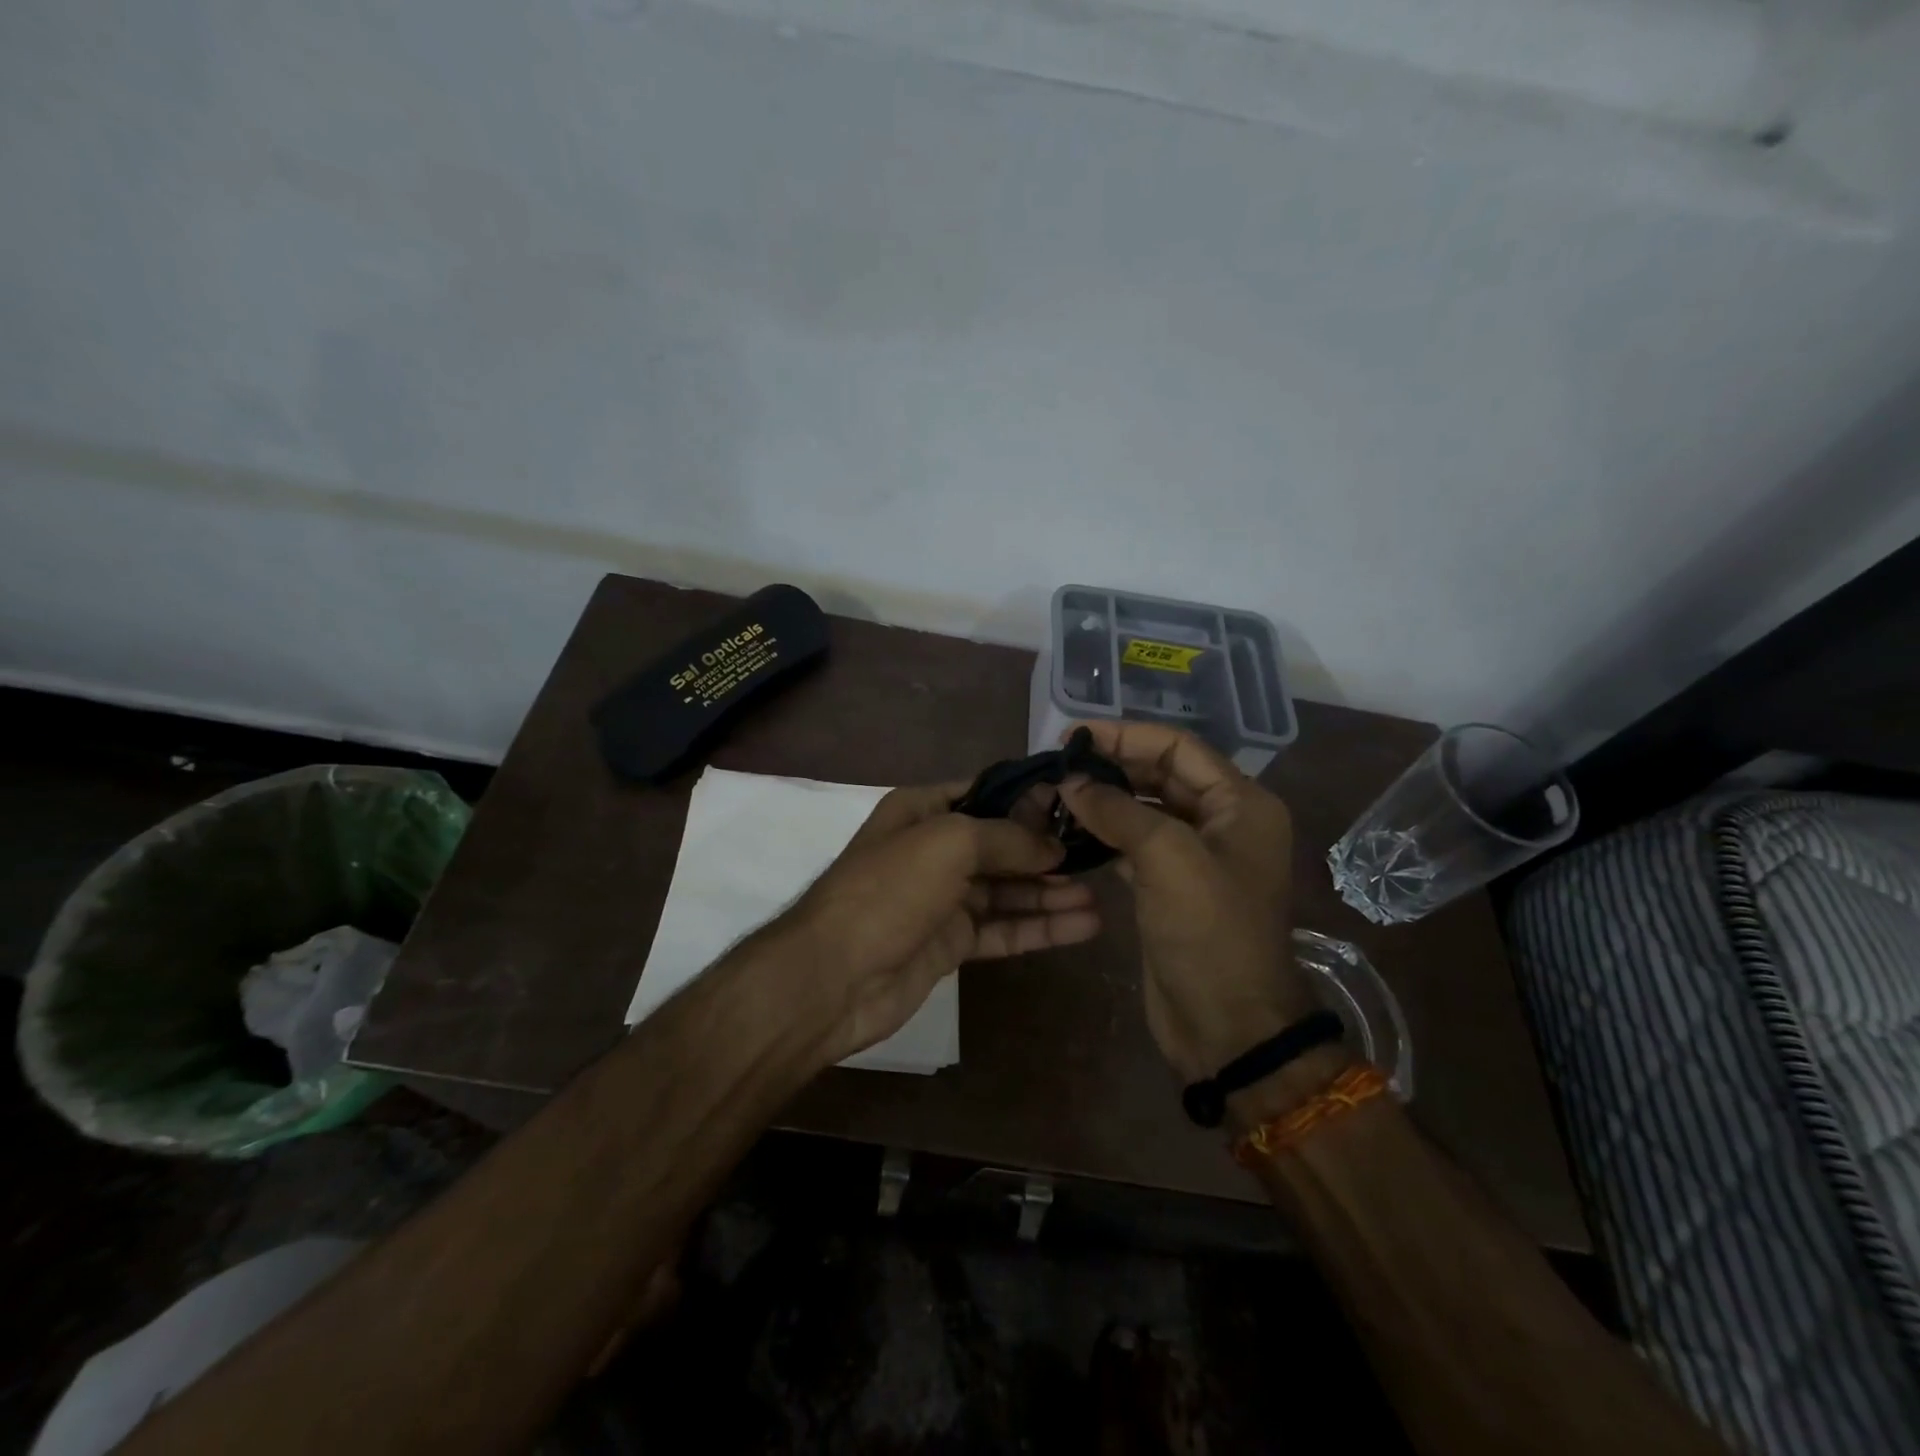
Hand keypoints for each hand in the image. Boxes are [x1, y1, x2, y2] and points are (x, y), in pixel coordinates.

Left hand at [782, 783, 1100, 1064]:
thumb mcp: (948, 842)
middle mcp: (934, 849)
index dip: (1029, 797)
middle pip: (1001, 844)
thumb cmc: (889, 891)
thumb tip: (1054, 845)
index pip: (985, 792)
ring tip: (1099, 896)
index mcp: (923, 810)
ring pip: (1008, 890)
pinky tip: (1081, 926)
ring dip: (1050, 893)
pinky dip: (1039, 927)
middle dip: (1046, 850)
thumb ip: (1006, 836)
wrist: (835, 976)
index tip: (1078, 803)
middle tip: (1099, 855)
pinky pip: (1003, 928)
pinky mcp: (952, 943)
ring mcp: (943, 899)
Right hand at [1058, 724, 1318, 1083]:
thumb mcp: (1167, 858)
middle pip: (1161, 776)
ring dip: (1104, 801)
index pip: (1179, 748)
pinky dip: (1105, 835)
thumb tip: (1071, 780)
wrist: (1227, 1025)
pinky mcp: (1171, 886)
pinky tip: (1070, 831)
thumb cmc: (1209, 932)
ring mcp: (1197, 856)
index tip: (1074, 735)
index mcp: (1241, 804)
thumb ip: (1117, 811)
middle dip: (1112, 767)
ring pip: (1145, 811)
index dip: (1127, 736)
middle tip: (1059, 765)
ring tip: (1057, 794)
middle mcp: (1223, 822)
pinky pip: (1135, 845)